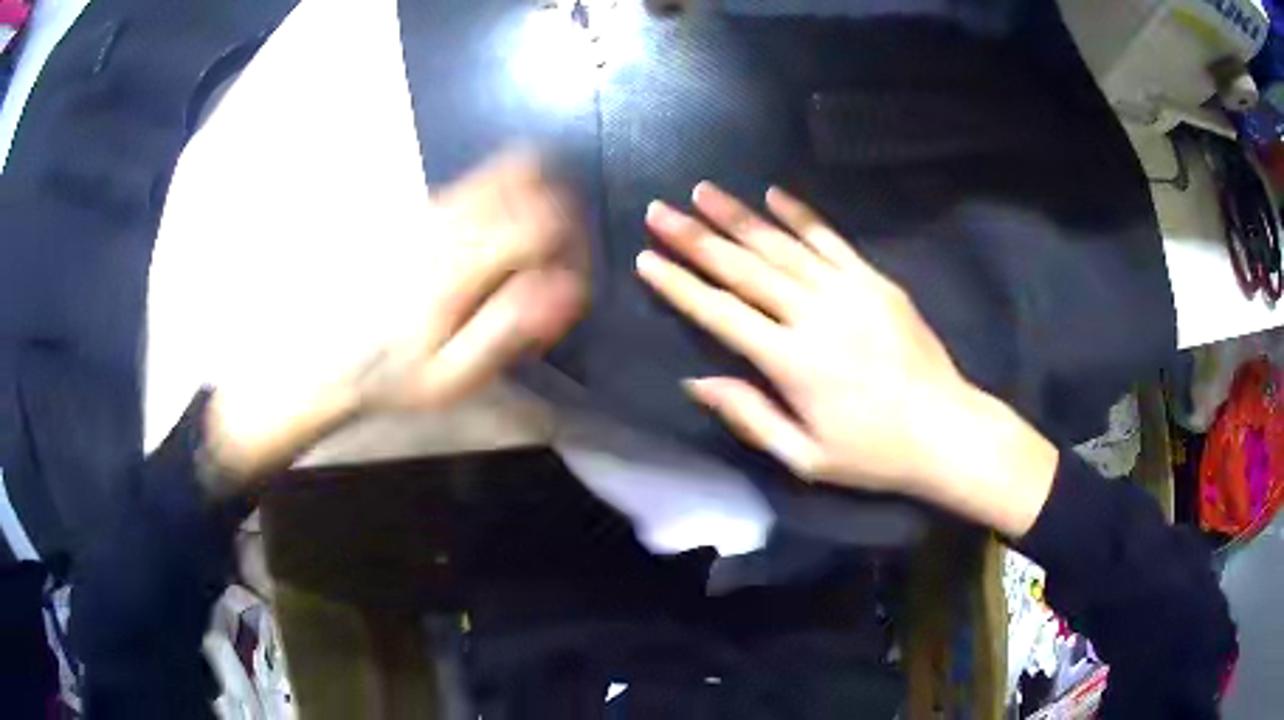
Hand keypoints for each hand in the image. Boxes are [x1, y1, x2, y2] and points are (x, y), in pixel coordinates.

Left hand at [349, 149, 587, 410]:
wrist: (333, 356)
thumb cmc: (395, 374)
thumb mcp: (453, 376)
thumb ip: (510, 328)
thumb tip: (568, 288)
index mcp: (456, 264)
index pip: (543, 221)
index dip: (573, 249)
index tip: (566, 287)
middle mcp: (447, 220)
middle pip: (532, 177)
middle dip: (562, 216)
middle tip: (554, 265)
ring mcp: (434, 205)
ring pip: (510, 168)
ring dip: (538, 202)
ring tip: (529, 254)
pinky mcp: (426, 204)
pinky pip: (485, 178)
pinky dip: (512, 198)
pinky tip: (496, 247)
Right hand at [637, 183, 1056, 535]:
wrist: (946, 430)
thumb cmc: (873, 453)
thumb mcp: (805, 457)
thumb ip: (750, 417)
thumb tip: (696, 381)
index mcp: (791, 362)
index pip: (721, 313)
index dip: (680, 285)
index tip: (647, 257)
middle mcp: (814, 315)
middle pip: (744, 268)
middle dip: (696, 237)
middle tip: (659, 209)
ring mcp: (848, 291)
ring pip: (782, 245)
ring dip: (739, 216)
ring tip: (703, 191)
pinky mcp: (876, 281)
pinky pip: (832, 240)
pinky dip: (801, 215)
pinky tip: (774, 194)